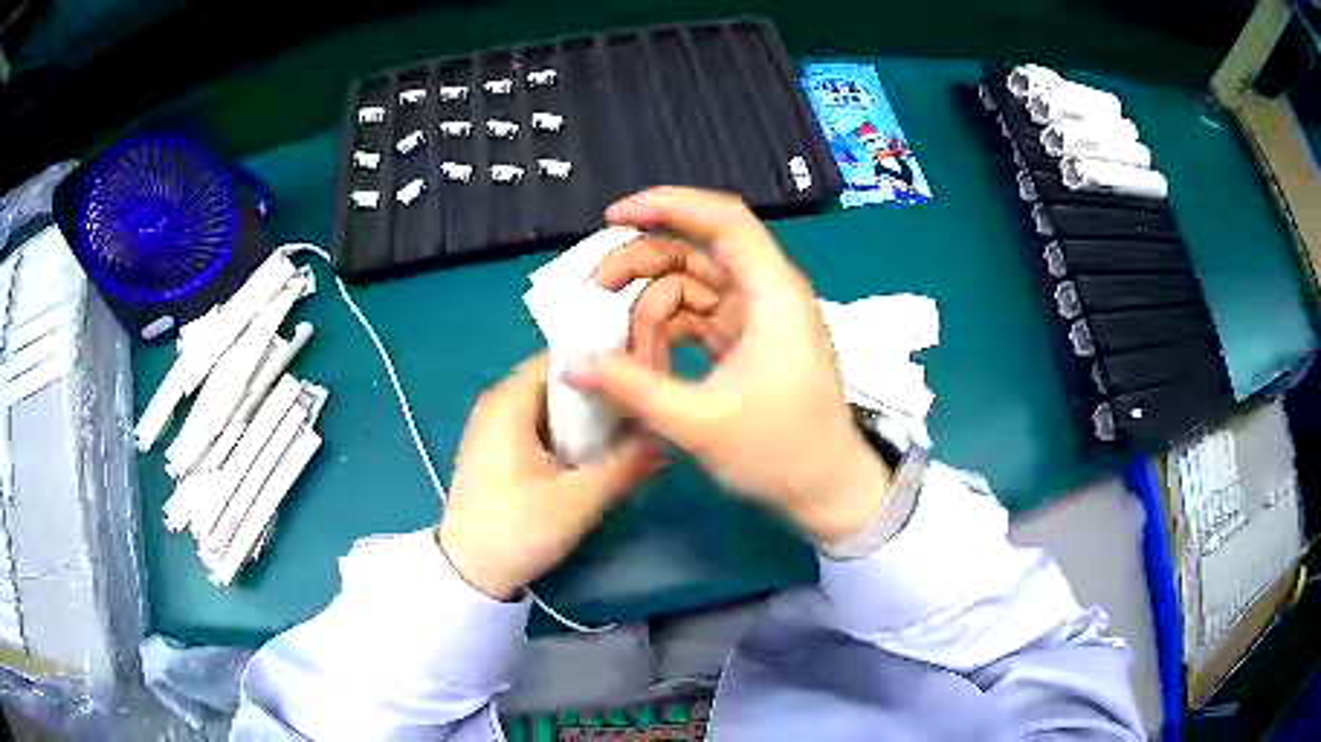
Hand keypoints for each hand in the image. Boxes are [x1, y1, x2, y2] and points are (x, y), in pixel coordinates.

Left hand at [439, 353, 659, 599]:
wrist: (468, 572)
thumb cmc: (517, 529)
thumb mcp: (579, 500)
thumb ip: (626, 464)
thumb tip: (664, 436)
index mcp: (508, 401)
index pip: (562, 358)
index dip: (602, 362)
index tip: (640, 375)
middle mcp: (498, 403)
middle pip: (557, 382)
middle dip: (599, 393)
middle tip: (641, 407)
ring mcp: (494, 427)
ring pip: (550, 406)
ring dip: (585, 417)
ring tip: (628, 428)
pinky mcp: (496, 450)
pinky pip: (538, 426)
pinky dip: (567, 433)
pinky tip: (595, 453)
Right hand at [575, 187, 891, 543]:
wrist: (826, 490)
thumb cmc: (779, 451)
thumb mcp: (699, 421)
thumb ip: (631, 388)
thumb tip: (572, 364)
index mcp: (771, 292)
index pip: (722, 219)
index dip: (667, 204)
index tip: (614, 215)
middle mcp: (766, 293)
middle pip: (695, 250)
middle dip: (642, 265)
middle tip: (597, 291)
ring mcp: (756, 318)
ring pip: (691, 288)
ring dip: (651, 313)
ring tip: (626, 359)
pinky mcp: (748, 342)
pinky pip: (697, 319)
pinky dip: (667, 334)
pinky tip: (644, 364)